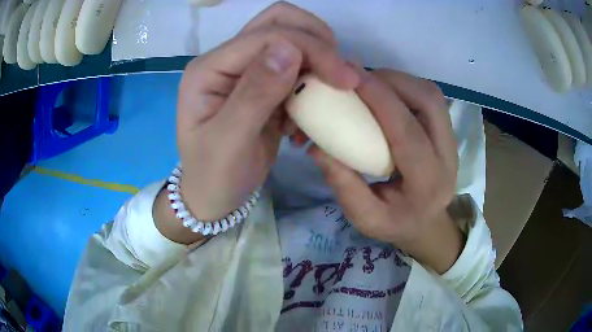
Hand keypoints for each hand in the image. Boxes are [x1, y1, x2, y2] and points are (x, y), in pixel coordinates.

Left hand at [175, 3, 358, 227]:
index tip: (345, 80)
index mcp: (209, 69)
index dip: (310, 48)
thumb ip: (254, 94)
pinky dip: (312, 82)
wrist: (213, 196)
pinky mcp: (262, 84)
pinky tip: (307, 115)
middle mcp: (226, 60)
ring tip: (323, 98)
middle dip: (316, 40)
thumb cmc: (214, 176)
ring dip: (316, 62)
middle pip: (277, 22)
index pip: (265, 36)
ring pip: (291, 39)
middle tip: (340, 74)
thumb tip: (289, 48)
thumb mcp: (229, 142)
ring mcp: (245, 70)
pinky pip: (296, 67)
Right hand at [311, 69, 462, 272]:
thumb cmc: (396, 224)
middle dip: (392, 81)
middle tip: (359, 79)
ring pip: (432, 94)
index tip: (350, 78)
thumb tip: (317, 146)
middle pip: (428, 101)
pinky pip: (429, 98)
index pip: (407, 132)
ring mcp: (453, 141)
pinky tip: (386, 94)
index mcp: (427, 183)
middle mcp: (448, 157)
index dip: (380, 98)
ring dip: (399, 81)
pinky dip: (405, 87)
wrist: (428, 225)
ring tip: (370, 84)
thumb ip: (343, 184)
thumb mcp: (364, 218)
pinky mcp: (448, 131)